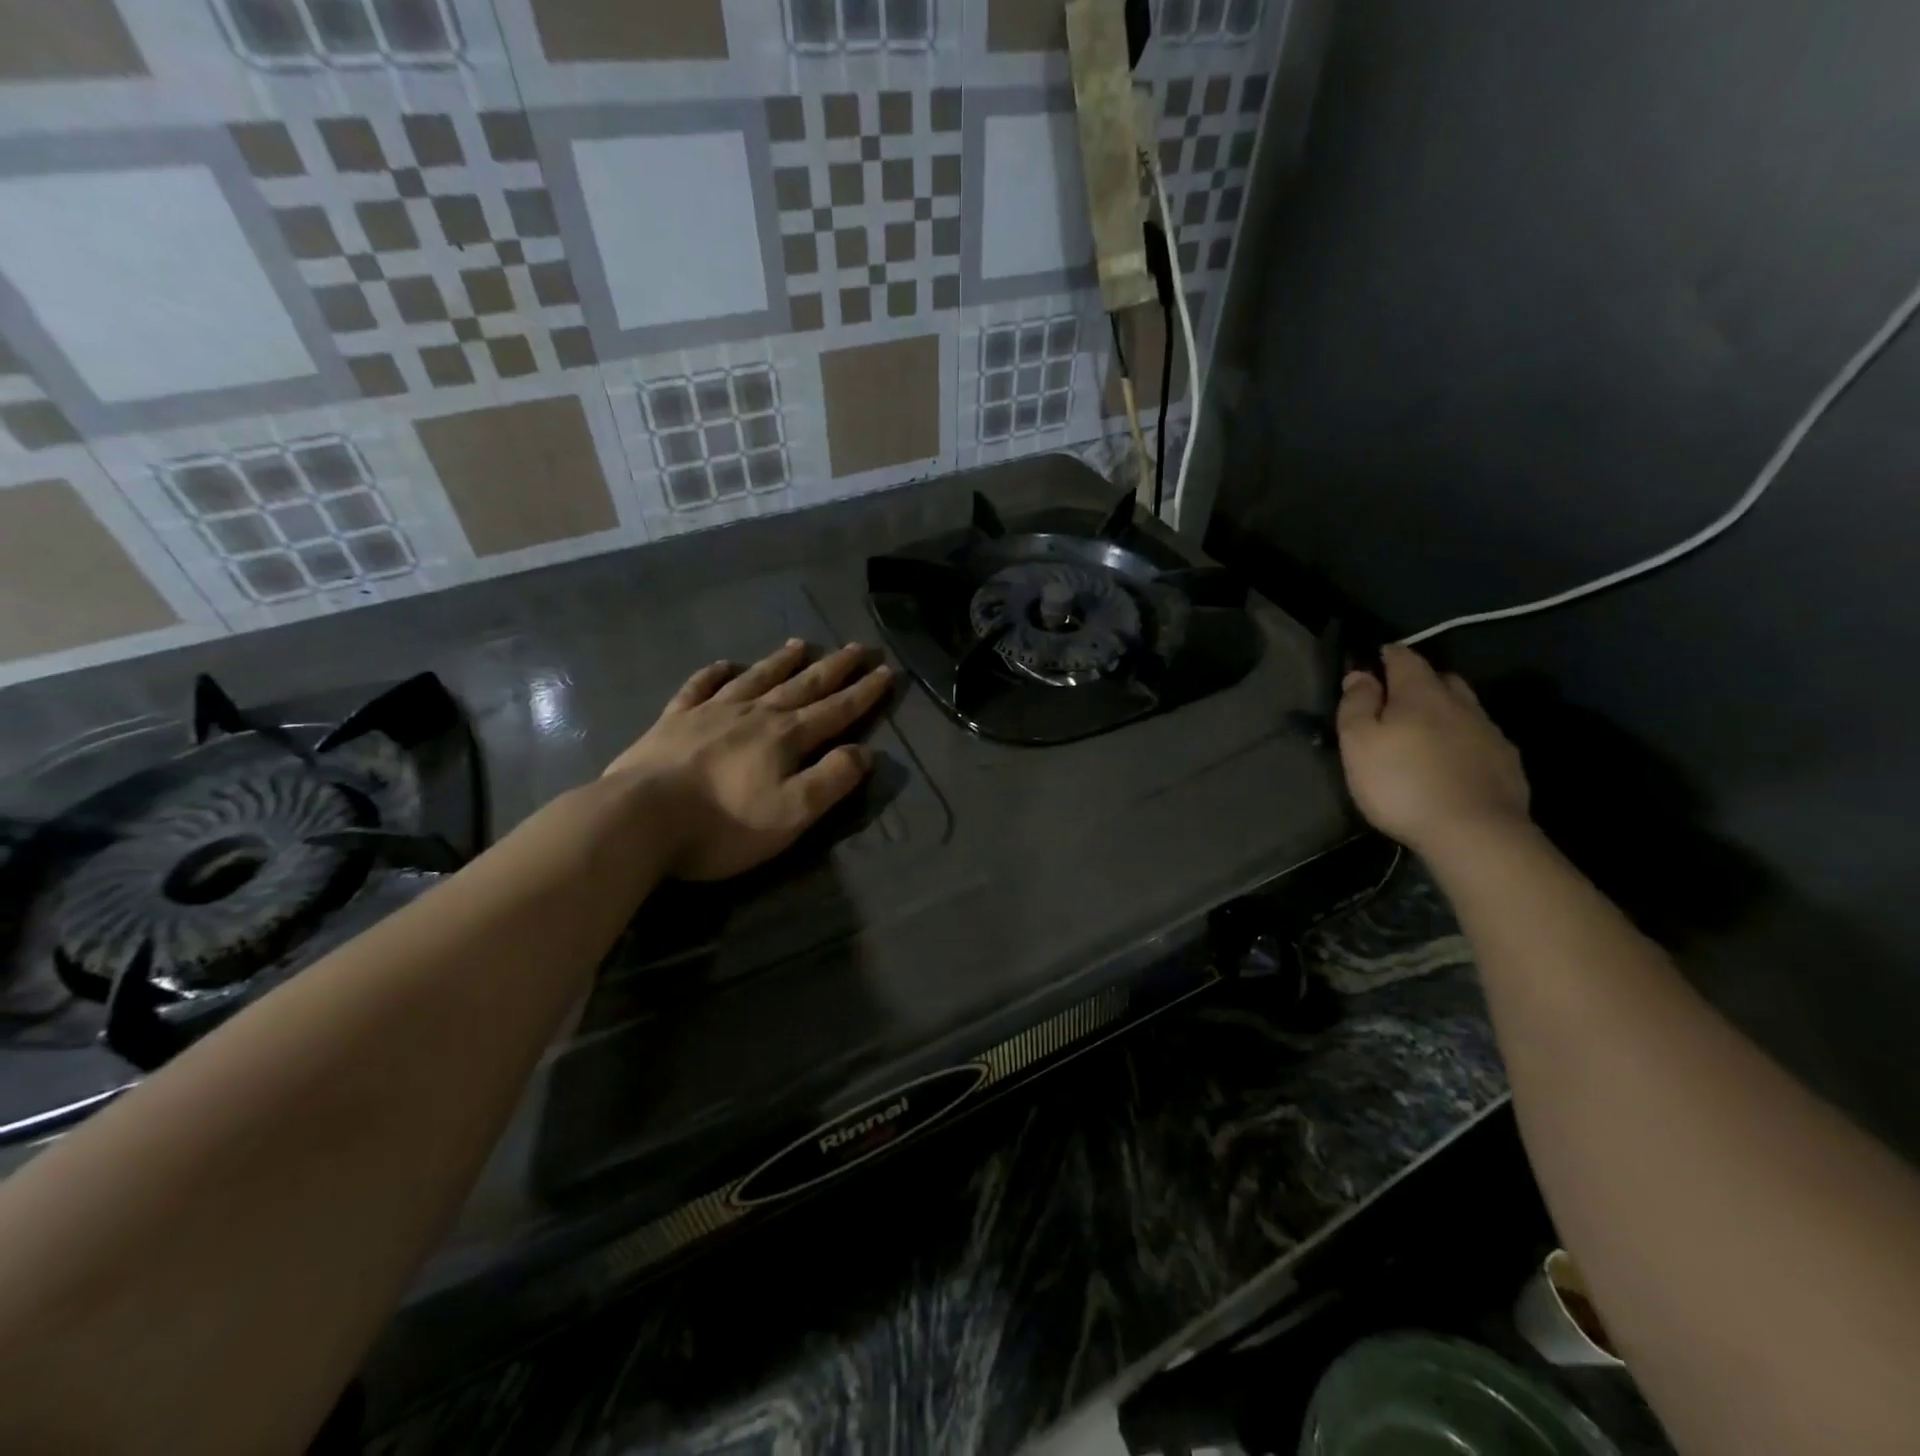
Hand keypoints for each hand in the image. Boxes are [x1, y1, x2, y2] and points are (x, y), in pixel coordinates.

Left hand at [604, 640, 894, 880]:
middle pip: (802, 685)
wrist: (640, 819)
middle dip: (833, 667)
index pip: (835, 710)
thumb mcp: (792, 813)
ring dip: (781, 662)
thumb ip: (831, 780)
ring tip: (800, 644)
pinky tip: (725, 665)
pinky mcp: (673, 721)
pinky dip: (714, 674)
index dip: (863, 693)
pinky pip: (698, 688)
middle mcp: (754, 714)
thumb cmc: (724, 824)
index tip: (885, 671)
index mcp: (786, 737)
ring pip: (756, 679)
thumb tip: (864, 751)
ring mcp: (710, 713)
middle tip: (856, 647)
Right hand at [1336, 644, 1529, 855]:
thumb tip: (1360, 674)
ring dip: (1444, 711)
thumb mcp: (1359, 743)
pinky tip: (1452, 762)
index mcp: (1421, 693)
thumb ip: (1357, 704)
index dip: (1387, 655)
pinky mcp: (1507, 763)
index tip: (1373, 659)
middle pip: (1440, 679)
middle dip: (1419, 682)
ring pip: (1464, 708)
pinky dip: (1463, 740)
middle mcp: (1460, 703)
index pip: (1404, 658)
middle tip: (1397, 700)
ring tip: (1425, 732)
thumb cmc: (1402, 783)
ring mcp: (1489, 733)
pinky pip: (1481, 738)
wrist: (1475, 833)